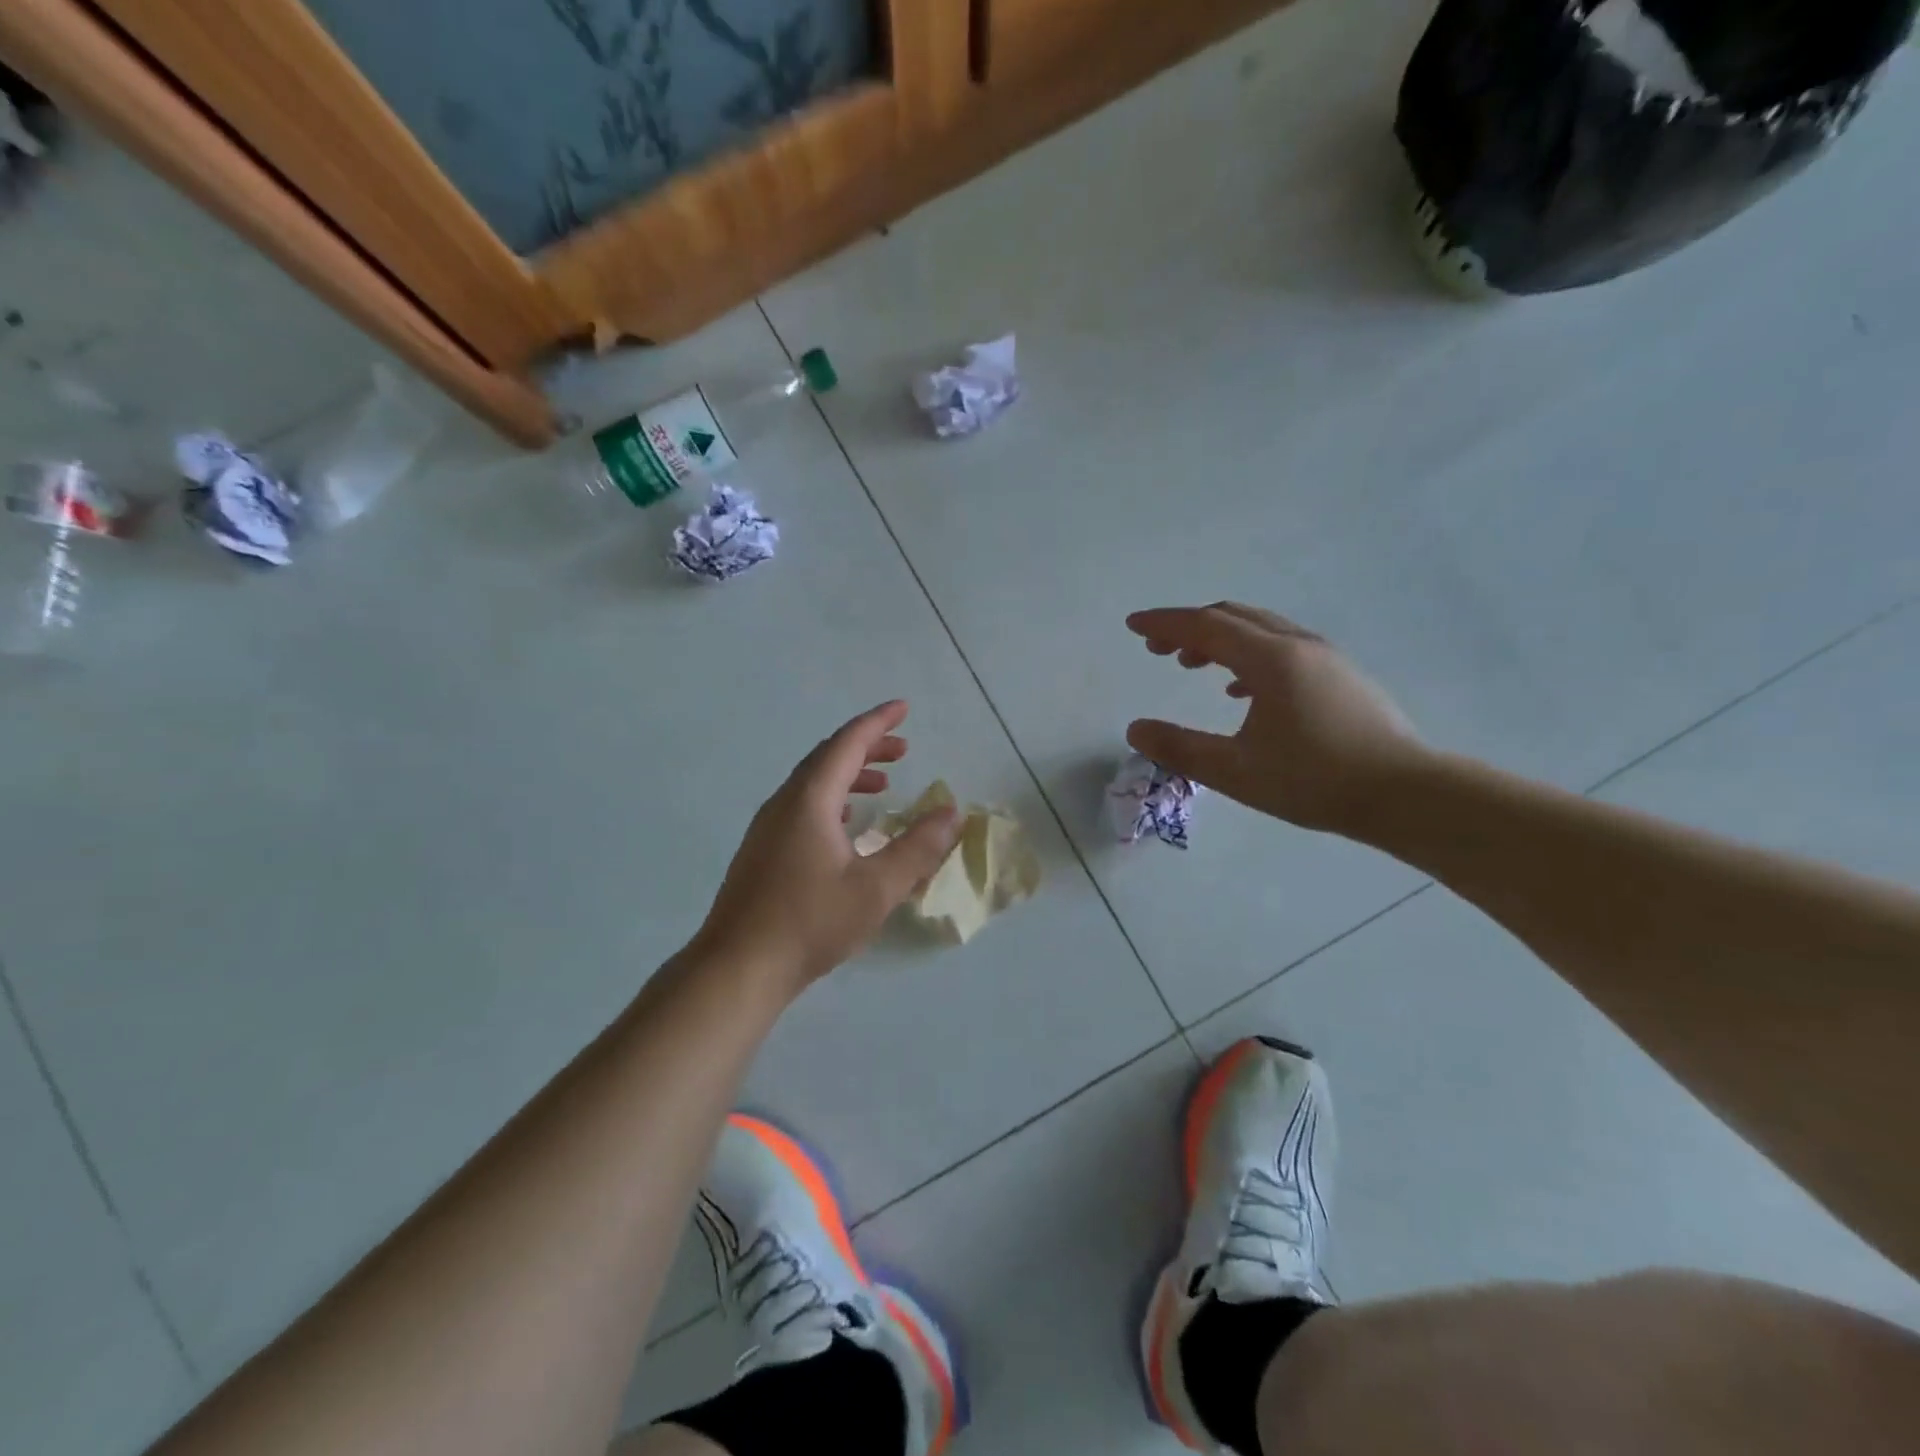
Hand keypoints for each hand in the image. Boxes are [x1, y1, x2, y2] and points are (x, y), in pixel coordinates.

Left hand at [695, 701, 958, 990]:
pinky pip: (802, 806)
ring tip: (883, 786)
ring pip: (813, 783)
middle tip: (903, 750)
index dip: (877, 722)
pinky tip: (847, 825)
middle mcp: (784, 803)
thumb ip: (918, 848)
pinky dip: (832, 800)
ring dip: (850, 775)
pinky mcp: (762, 851)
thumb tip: (951, 813)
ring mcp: (768, 827)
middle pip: (828, 758)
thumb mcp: (877, 888)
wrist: (737, 967)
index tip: (904, 708)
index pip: (847, 743)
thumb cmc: (810, 923)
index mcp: (810, 800)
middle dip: (867, 747)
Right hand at [1125, 603, 1428, 833]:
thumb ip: (1180, 748)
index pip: (1205, 626)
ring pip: (1259, 630)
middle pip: (1232, 617)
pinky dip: (1248, 656)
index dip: (1164, 624)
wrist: (1407, 794)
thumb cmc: (1315, 781)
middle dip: (1189, 627)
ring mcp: (1324, 658)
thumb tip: (1135, 729)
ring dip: (1219, 639)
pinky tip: (1240, 690)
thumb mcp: (1236, 771)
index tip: (1133, 626)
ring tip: (1191, 664)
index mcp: (1270, 660)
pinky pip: (1282, 648)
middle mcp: (1298, 645)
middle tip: (1157, 648)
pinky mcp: (1340, 676)